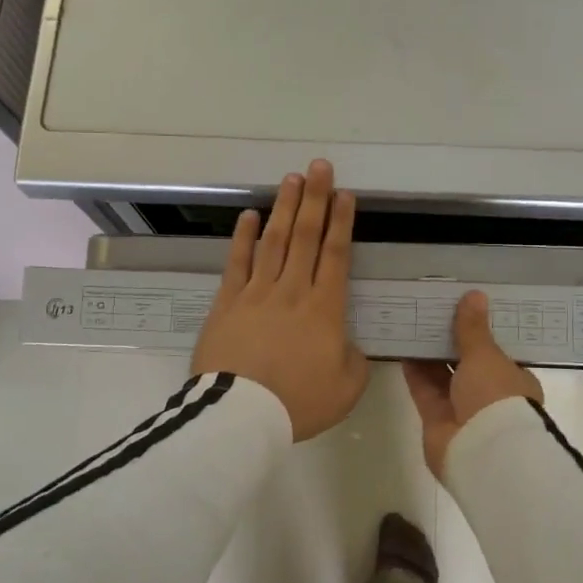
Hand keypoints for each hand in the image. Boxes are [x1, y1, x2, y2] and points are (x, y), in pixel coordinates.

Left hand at [191, 160, 369, 441]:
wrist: (240, 414)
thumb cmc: (297, 402)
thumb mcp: (346, 389)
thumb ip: (355, 361)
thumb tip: (349, 345)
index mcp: (325, 309)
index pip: (336, 255)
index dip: (341, 222)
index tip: (345, 195)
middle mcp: (292, 290)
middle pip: (306, 236)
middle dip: (315, 199)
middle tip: (319, 167)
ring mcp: (256, 293)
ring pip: (274, 241)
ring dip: (284, 208)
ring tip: (291, 179)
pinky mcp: (227, 302)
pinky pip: (237, 262)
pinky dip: (244, 237)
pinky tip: (249, 215)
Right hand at [403, 290, 543, 478]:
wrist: (483, 452)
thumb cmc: (496, 397)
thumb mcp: (485, 355)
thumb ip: (473, 328)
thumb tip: (474, 294)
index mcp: (514, 380)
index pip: (497, 352)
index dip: (480, 332)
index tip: (462, 310)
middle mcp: (490, 395)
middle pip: (467, 363)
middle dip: (451, 342)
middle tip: (431, 311)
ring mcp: (462, 409)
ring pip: (443, 376)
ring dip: (429, 354)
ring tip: (412, 323)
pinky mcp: (437, 420)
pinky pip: (424, 390)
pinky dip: (414, 371)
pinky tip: (402, 348)